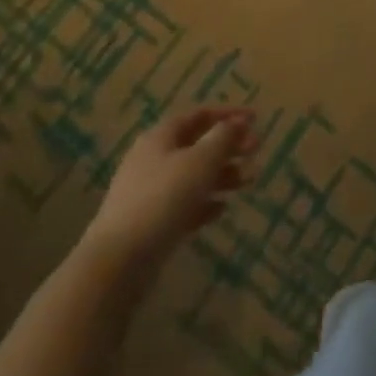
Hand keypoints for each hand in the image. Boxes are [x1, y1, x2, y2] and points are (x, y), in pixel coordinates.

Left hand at [83, 106, 258, 266]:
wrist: (119, 261)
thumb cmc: (163, 198)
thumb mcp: (200, 161)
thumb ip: (223, 138)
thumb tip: (237, 122)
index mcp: (161, 137)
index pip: (199, 115)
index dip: (228, 114)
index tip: (256, 119)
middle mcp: (154, 159)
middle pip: (198, 145)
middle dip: (229, 146)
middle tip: (256, 150)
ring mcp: (150, 192)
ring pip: (194, 175)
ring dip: (223, 174)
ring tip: (249, 181)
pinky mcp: (151, 222)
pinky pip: (184, 204)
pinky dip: (205, 203)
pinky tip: (222, 209)